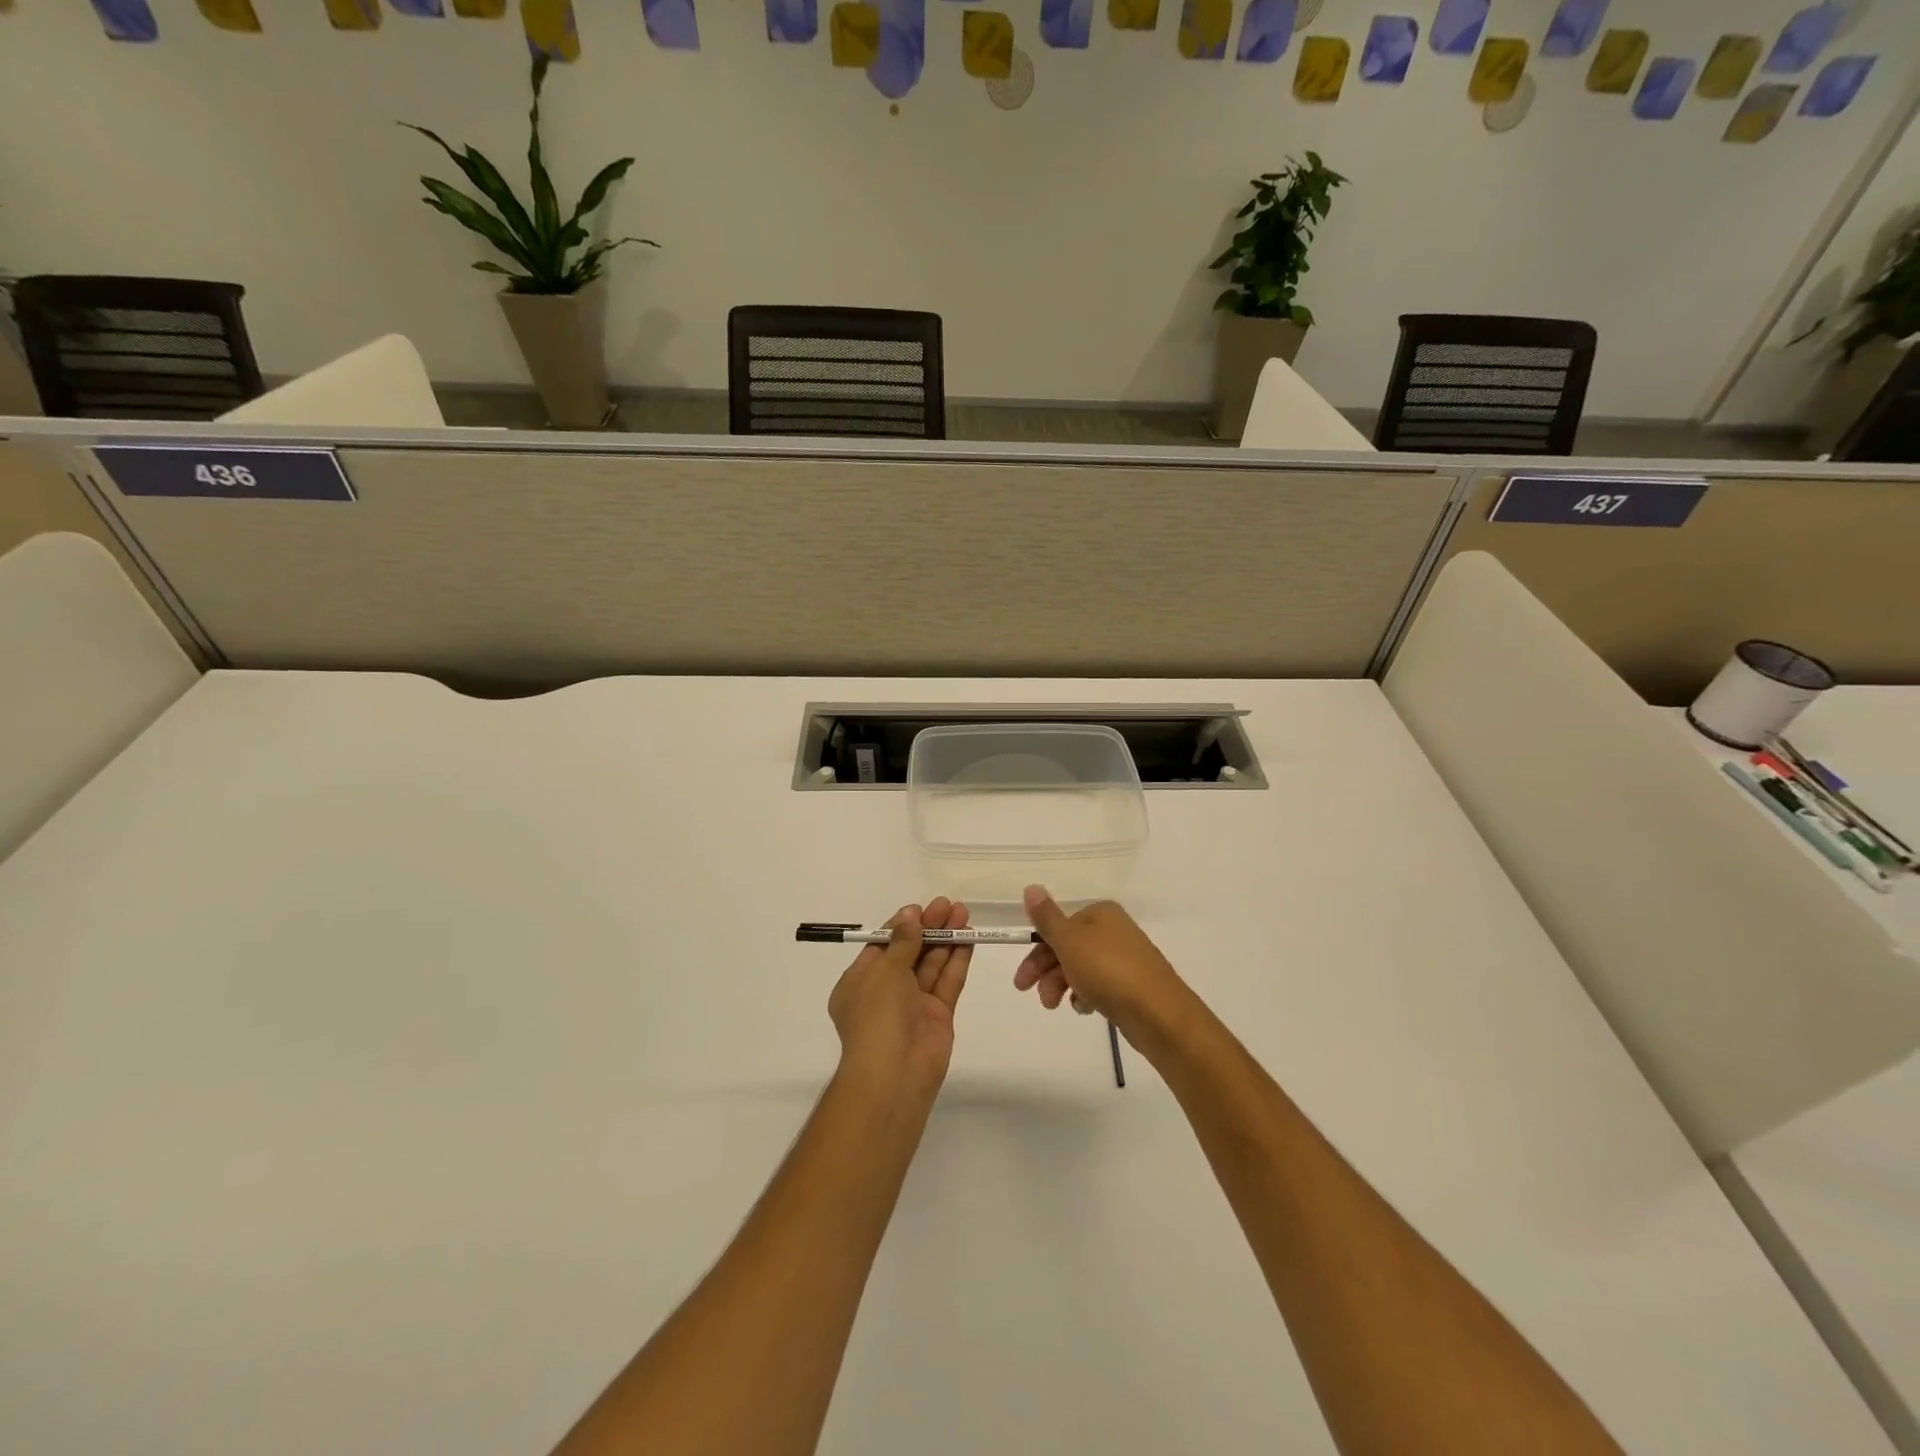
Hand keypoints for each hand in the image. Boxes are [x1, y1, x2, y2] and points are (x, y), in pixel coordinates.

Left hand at [828, 899, 971, 1103]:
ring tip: (963, 913)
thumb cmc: (877, 1016)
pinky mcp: (938, 1015)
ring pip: (931, 964)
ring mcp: (913, 1004)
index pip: (882, 946)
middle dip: (928, 928)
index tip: (921, 908)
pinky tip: (969, 938)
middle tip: (949, 905)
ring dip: (946, 939)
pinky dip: (957, 960)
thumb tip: (910, 914)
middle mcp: (885, 992)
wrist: (895, 1073)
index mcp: (860, 982)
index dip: (902, 925)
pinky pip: (947, 982)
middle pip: (910, 952)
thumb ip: (903, 941)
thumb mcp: (885, 971)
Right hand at [1015, 885, 1193, 1049]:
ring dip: (1063, 985)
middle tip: (1032, 995)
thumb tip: (1031, 886)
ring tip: (1057, 1006)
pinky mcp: (1133, 985)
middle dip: (1047, 972)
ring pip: (1082, 968)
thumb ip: (1047, 917)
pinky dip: (1087, 995)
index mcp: (1100, 913)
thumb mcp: (1069, 941)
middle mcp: (1114, 930)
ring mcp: (1126, 958)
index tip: (1023, 979)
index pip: (1058, 927)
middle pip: (1069, 947)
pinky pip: (1100, 985)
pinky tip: (1085, 1008)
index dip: (1037, 951)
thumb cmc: (1108, 970)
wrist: (1159, 1013)